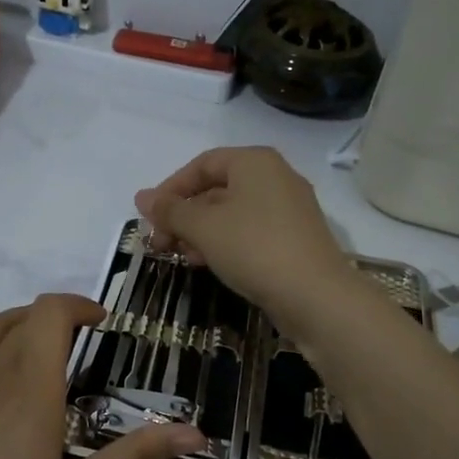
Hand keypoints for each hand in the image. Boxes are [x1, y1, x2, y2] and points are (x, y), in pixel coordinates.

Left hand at [0, 294, 206, 458]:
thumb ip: (136, 456)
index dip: (77, 305)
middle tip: (71, 352)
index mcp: (26, 392)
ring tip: (30, 371)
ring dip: (13, 336)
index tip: (98, 322)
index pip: (49, 314)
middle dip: (50, 323)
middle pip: (18, 320)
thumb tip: (197, 433)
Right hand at [134, 147, 355, 330]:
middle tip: (160, 242)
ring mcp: (289, 209)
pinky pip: (250, 232)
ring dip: (200, 232)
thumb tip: (142, 197)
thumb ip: (170, 211)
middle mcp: (275, 177)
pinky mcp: (295, 239)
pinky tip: (209, 264)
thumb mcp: (203, 227)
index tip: (149, 217)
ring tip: (180, 256)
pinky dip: (225, 243)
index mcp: (255, 162)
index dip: (170, 188)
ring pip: (232, 213)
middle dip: (184, 215)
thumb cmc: (254, 248)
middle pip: (217, 189)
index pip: (202, 164)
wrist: (316, 296)